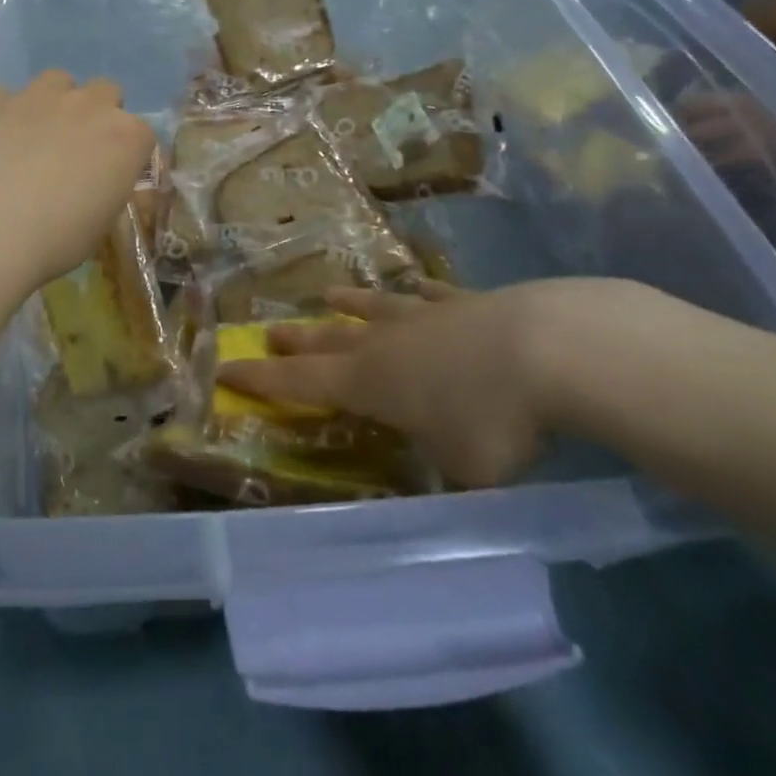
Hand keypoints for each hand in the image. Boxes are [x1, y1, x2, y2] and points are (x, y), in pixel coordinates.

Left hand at [0, 71, 155, 288]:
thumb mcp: (99, 224)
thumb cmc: (56, 240)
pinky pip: (2, 94)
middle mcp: (89, 106)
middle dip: (97, 112)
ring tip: (36, 133)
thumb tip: (92, 185)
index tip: (113, 171)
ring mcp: (40, 96)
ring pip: (56, 79)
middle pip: (106, 91)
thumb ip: (104, 189)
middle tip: (78, 147)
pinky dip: (2, 111)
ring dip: (53, 100)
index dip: (128, 151)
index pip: (142, 132)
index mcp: (126, 139)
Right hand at [217, 279, 624, 488]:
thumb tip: (439, 489)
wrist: (549, 349)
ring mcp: (425, 317)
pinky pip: (431, 296)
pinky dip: (417, 293)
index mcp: (369, 383)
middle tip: (270, 332)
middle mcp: (386, 343)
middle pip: (329, 339)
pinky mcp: (466, 303)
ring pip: (373, 309)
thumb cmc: (494, 420)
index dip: (261, 380)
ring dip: (348, 304)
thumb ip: (442, 478)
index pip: (300, 383)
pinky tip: (414, 286)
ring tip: (329, 294)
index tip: (226, 370)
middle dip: (297, 339)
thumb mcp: (462, 473)